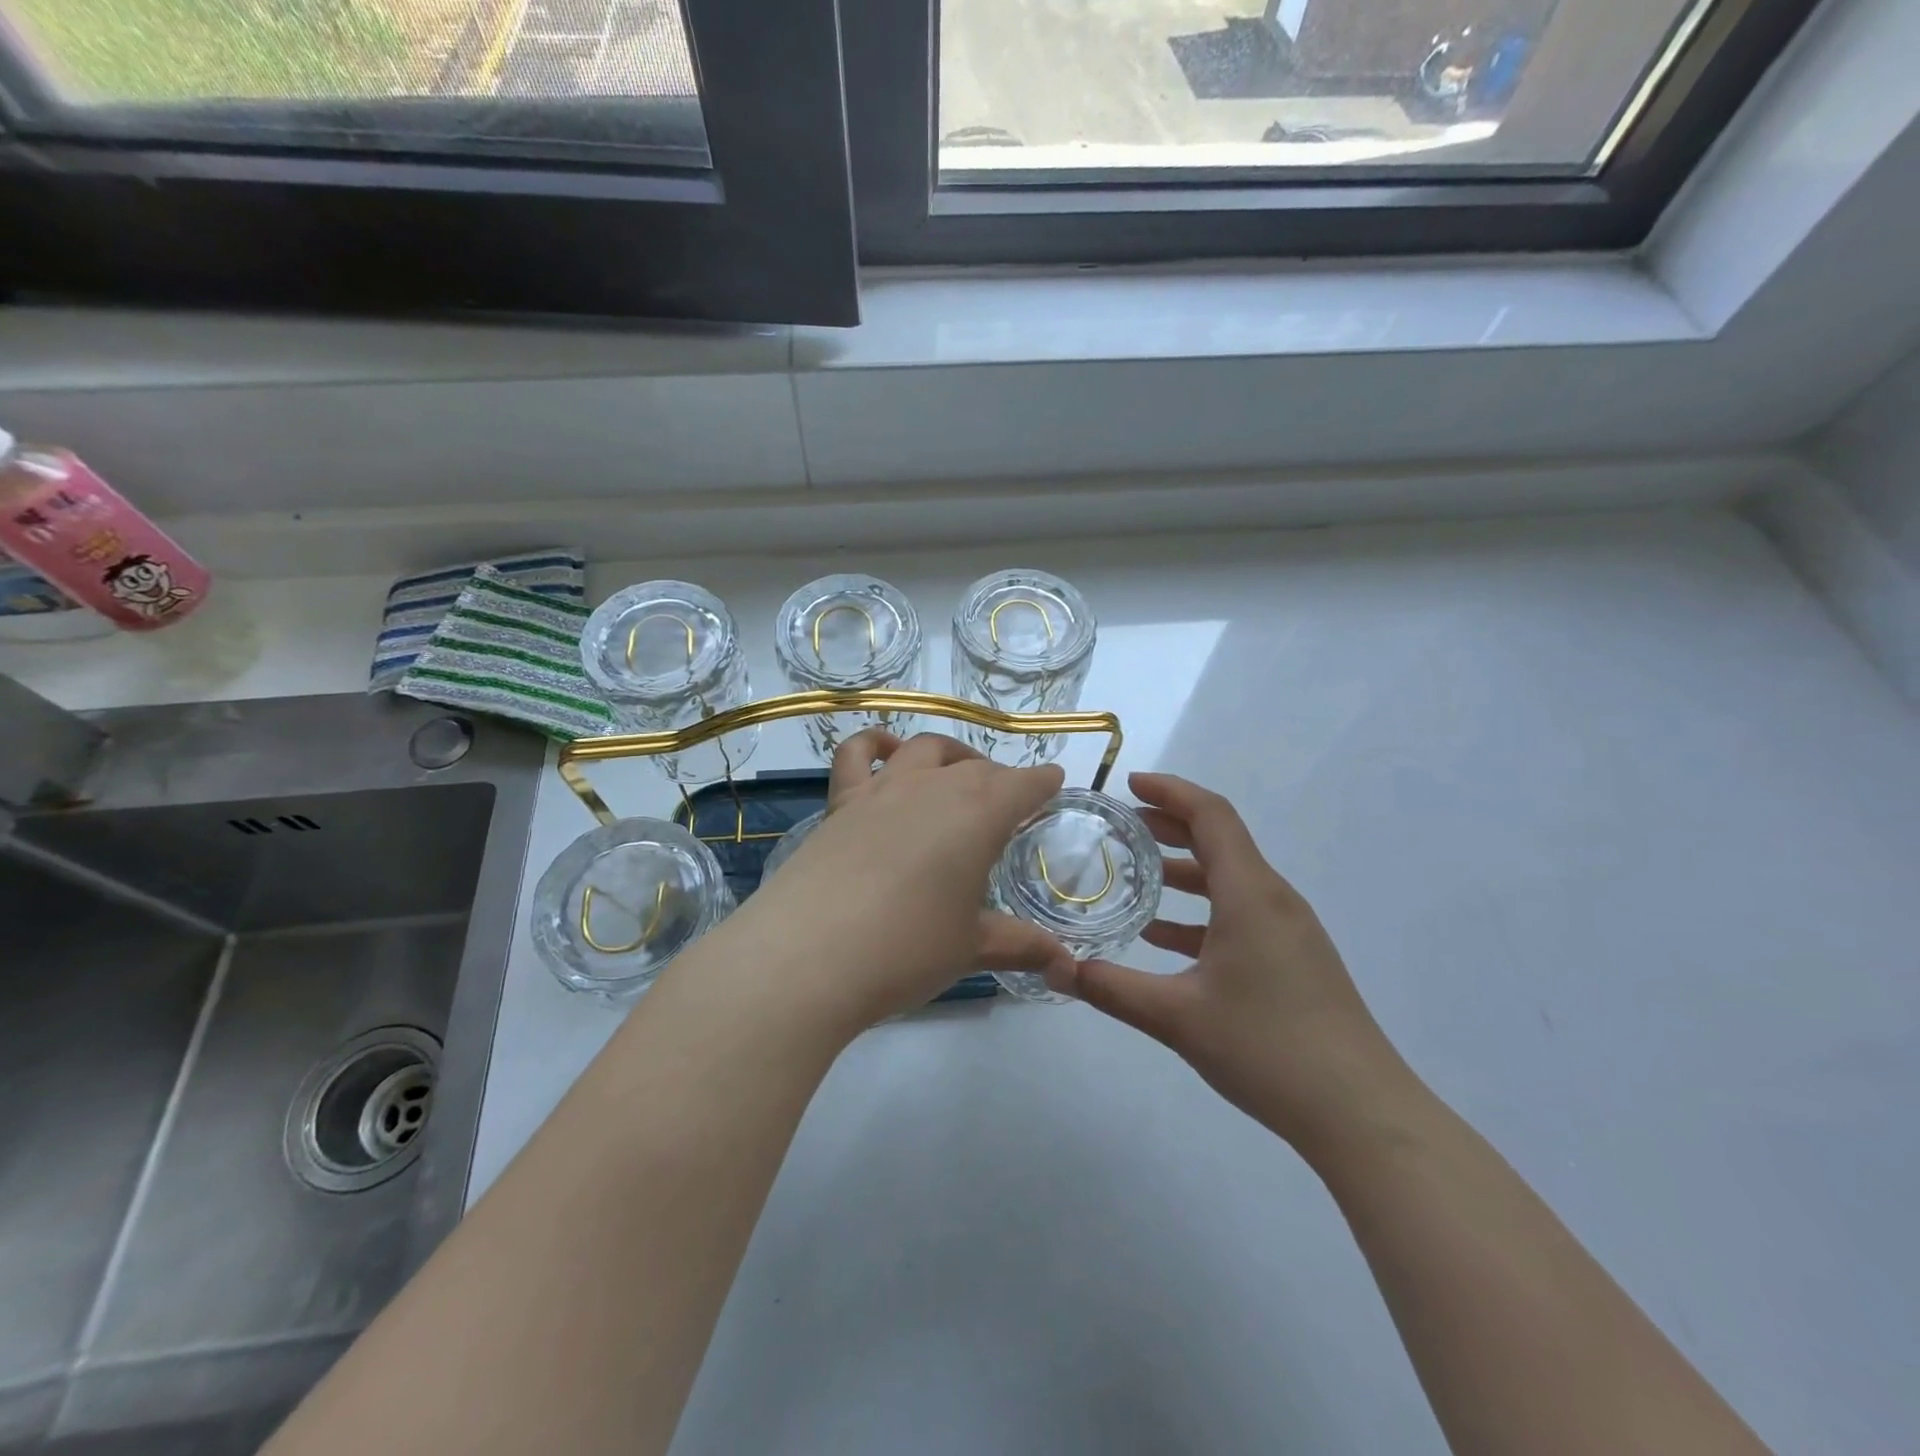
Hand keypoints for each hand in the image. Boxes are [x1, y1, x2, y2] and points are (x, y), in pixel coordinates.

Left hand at [738, 730, 1069, 1032]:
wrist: (810, 954)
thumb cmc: (907, 948)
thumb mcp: (971, 947)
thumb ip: (1020, 945)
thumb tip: (1065, 965)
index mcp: (978, 814)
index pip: (1023, 784)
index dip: (1042, 782)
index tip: (1054, 781)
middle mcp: (933, 787)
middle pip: (977, 768)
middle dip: (1000, 778)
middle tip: (1008, 802)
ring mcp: (882, 790)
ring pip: (925, 749)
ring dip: (950, 754)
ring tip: (958, 771)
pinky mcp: (841, 803)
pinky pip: (858, 754)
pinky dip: (876, 744)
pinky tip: (886, 752)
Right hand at [1055, 773, 1409, 1151]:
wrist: (1362, 1113)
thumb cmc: (1268, 1049)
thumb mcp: (1177, 1017)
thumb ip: (1111, 988)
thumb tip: (1054, 970)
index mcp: (1250, 894)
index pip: (1211, 816)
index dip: (1170, 791)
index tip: (1128, 784)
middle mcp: (1274, 900)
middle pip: (1220, 841)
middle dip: (1170, 825)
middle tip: (1120, 825)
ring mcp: (1289, 931)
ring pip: (1230, 879)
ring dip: (1183, 870)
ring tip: (1134, 875)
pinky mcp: (1294, 960)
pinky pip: (1240, 914)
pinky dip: (1201, 911)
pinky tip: (1163, 938)